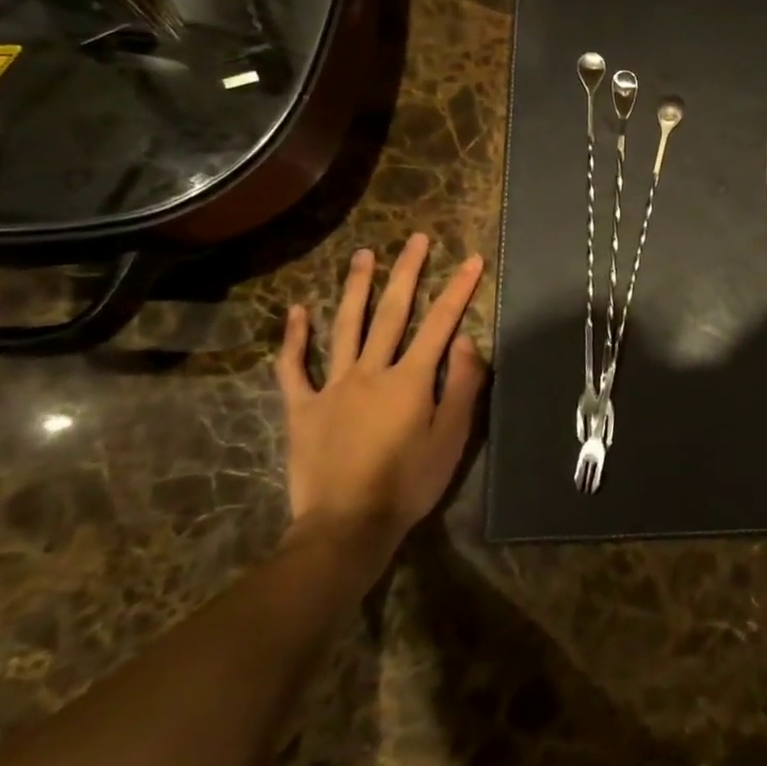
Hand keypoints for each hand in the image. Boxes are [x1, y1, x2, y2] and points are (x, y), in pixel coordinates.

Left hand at [276, 234, 486, 568]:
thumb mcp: (451, 439)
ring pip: (345, 327)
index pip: (441, 323)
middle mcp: (372, 370)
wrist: (346, 527)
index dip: (459, 289)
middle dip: (407, 272)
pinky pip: (294, 368)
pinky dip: (295, 339)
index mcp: (411, 379)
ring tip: (363, 255)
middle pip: (392, 312)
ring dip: (356, 288)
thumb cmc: (408, 484)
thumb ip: (463, 386)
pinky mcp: (303, 408)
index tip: (472, 259)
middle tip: (415, 238)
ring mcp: (333, 386)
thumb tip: (466, 341)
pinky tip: (296, 312)